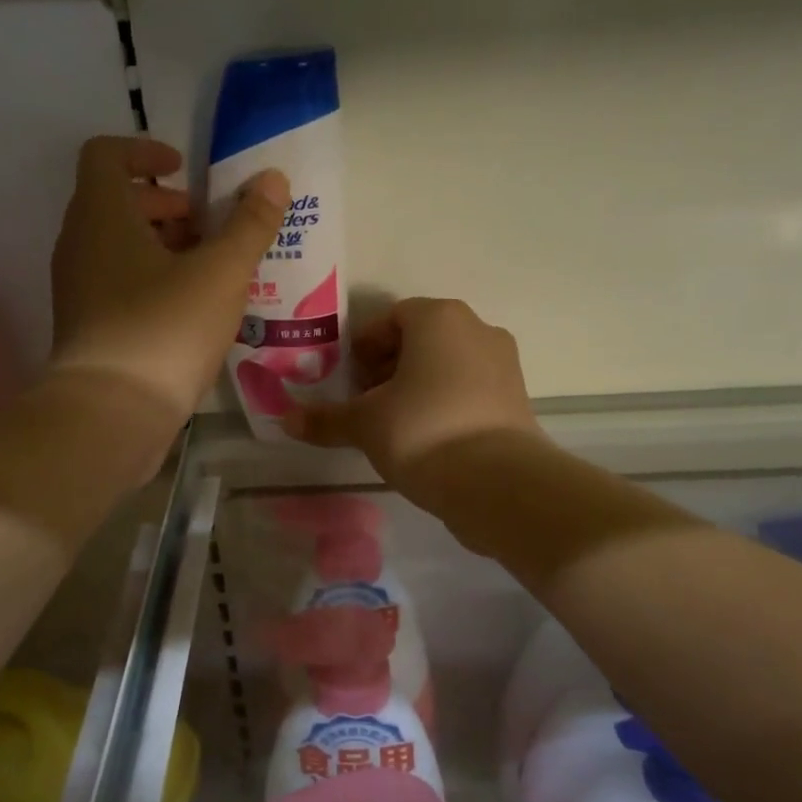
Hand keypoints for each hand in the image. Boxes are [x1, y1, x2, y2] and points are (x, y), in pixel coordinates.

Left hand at [49, 136, 289, 420]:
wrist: (110, 414)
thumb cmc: (164, 329)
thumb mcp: (220, 273)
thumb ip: (250, 224)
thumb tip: (272, 178)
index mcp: (101, 214)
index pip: (106, 154)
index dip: (145, 151)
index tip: (185, 171)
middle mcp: (78, 244)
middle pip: (115, 202)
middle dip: (164, 207)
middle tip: (208, 228)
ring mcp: (76, 289)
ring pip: (117, 248)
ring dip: (161, 247)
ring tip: (208, 272)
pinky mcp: (86, 328)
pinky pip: (117, 285)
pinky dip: (151, 282)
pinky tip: (190, 312)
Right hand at [284, 298, 540, 492]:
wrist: (497, 483)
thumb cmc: (422, 432)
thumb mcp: (364, 425)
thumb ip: (325, 419)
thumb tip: (285, 421)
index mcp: (439, 318)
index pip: (391, 318)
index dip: (364, 347)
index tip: (349, 379)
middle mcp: (477, 329)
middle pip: (421, 340)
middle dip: (388, 367)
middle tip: (365, 403)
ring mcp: (503, 364)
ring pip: (447, 365)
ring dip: (416, 387)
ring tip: (392, 424)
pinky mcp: (516, 399)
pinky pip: (469, 390)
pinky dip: (444, 404)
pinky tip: (425, 439)